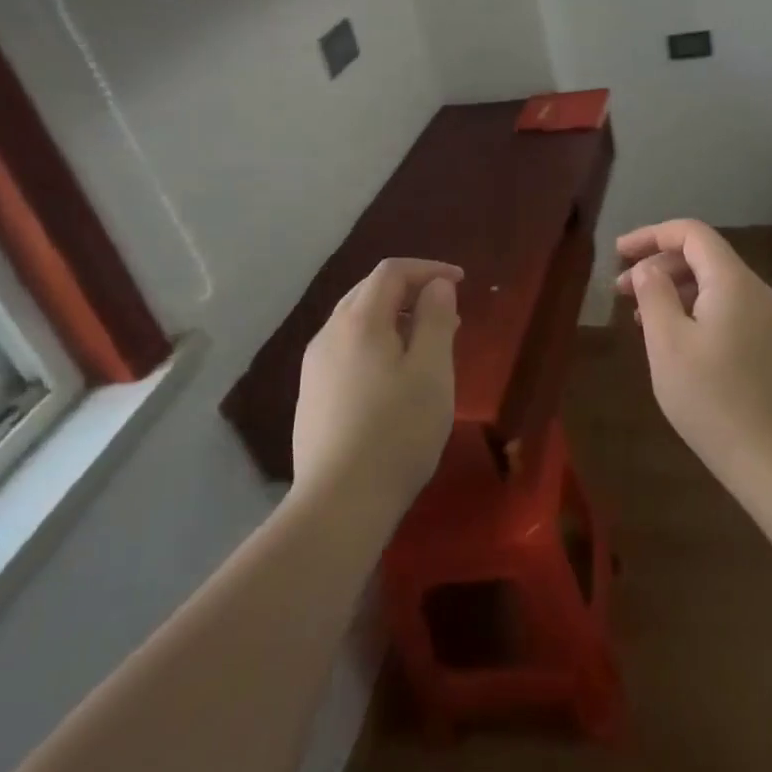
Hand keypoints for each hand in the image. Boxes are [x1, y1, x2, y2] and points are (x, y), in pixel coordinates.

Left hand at [293, 258, 462, 511]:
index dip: (429, 269)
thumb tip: (436, 286)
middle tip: (447, 313)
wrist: (340, 502)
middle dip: (411, 291)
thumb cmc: (397, 431)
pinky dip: (376, 344)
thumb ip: (435, 319)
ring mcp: (314, 367)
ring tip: (426, 344)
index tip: (460, 283)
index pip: (391, 272)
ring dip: (394, 319)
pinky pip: (347, 350)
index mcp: (359, 321)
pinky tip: (394, 377)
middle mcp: (329, 335)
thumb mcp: (431, 370)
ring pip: (356, 322)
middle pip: (369, 292)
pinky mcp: (311, 396)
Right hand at [616, 220, 771, 485]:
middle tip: (621, 291)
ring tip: (640, 315)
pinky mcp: (771, 343)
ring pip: (716, 284)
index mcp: (733, 282)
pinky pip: (728, 307)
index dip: (651, 235)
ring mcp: (769, 318)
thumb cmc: (711, 399)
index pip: (692, 234)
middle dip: (659, 265)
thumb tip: (647, 268)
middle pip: (704, 257)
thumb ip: (654, 295)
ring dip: (675, 289)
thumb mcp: (668, 344)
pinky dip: (695, 309)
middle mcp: (758, 290)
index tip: (618, 253)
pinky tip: (673, 337)